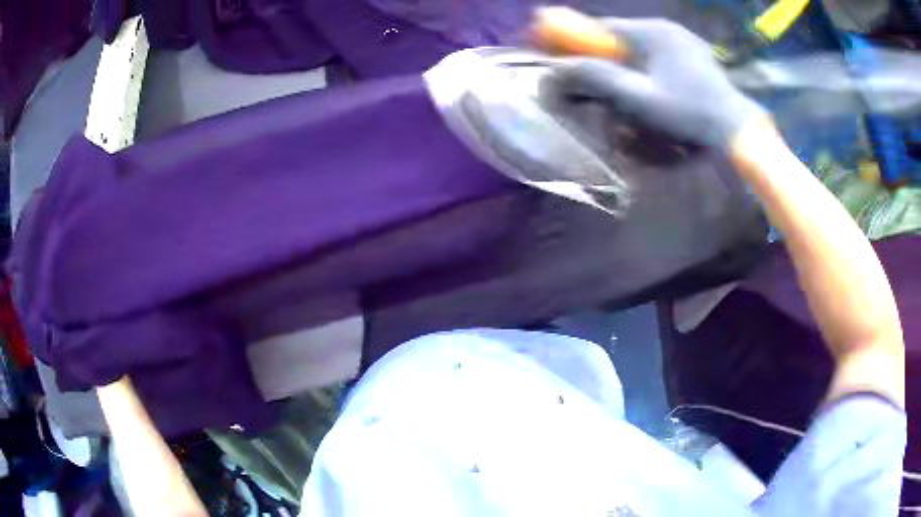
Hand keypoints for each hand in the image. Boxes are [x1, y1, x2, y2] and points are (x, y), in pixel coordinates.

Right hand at [548, 18, 764, 147]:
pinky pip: (656, 55)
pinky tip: (645, 84)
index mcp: (651, 32)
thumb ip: (597, 79)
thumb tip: (556, 68)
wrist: (738, 132)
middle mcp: (665, 29)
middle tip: (582, 76)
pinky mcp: (694, 56)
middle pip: (618, 37)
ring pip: (638, 46)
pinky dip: (642, 66)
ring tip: (614, 85)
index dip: (573, 38)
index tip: (552, 49)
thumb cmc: (690, 116)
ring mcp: (683, 41)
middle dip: (598, 54)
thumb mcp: (639, 100)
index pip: (600, 28)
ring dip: (620, 61)